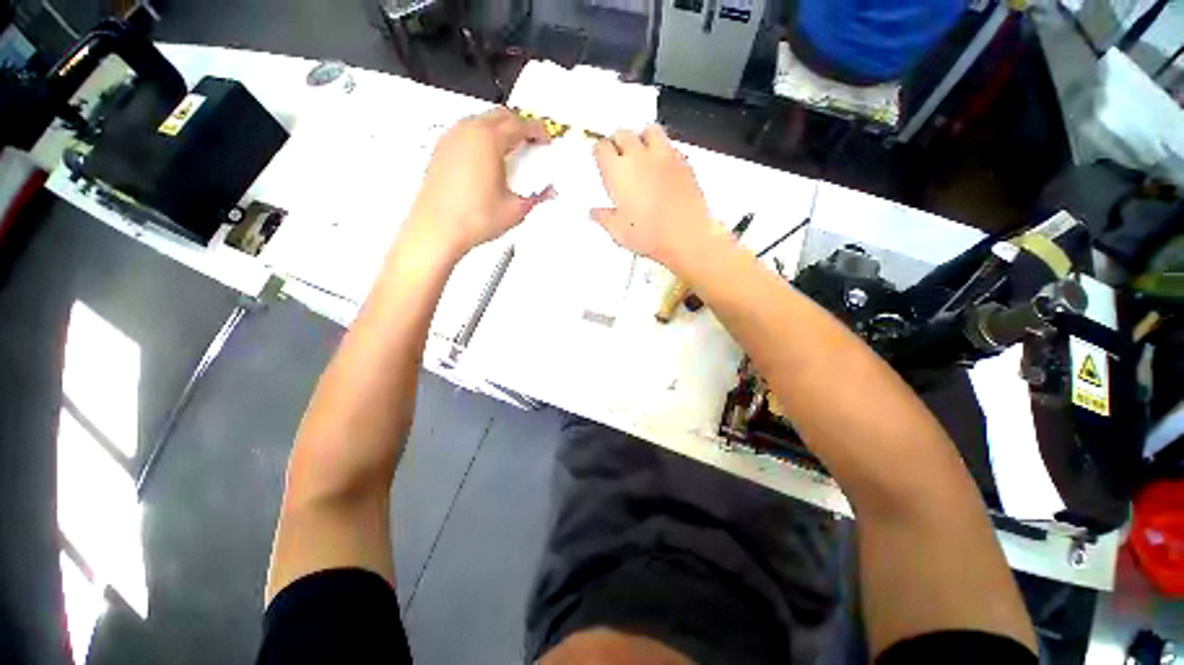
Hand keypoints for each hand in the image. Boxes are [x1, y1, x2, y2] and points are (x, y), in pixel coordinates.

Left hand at [405, 108, 553, 259]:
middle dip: (519, 124)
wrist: (438, 230)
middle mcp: (468, 132)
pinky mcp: (441, 151)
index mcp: (489, 140)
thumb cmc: (473, 218)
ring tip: (512, 150)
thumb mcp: (515, 210)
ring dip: (500, 129)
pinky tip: (488, 159)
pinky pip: (466, 133)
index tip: (546, 136)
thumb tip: (548, 192)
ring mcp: (451, 139)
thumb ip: (537, 197)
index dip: (537, 129)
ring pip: (481, 121)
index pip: (520, 124)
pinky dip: (482, 138)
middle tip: (532, 140)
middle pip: (500, 115)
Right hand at [591, 125, 714, 269]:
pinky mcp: (683, 161)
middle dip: (617, 142)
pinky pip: (669, 145)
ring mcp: (663, 155)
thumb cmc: (650, 235)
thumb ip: (604, 218)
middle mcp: (639, 156)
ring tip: (641, 153)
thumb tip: (595, 212)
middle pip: (623, 133)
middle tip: (618, 157)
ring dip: (641, 138)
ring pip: (648, 130)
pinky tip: (661, 166)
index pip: (601, 147)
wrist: (687, 236)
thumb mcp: (618, 232)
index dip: (599, 153)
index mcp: (617, 172)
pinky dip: (662, 150)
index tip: (600, 160)